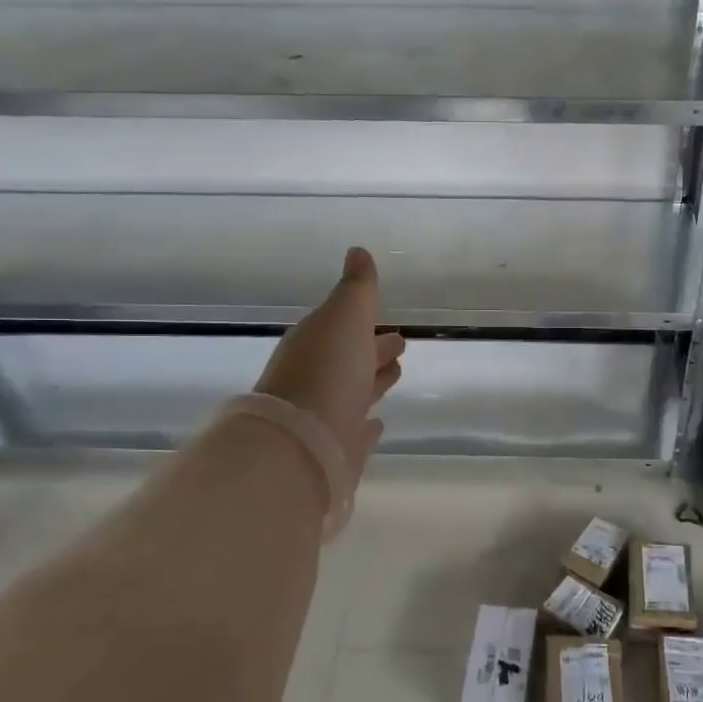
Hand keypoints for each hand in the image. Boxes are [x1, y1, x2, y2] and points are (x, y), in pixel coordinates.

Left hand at [254, 247, 404, 487]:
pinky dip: (367, 426)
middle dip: (373, 350)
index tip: (389, 322)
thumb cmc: (327, 370)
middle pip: (351, 360)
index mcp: (316, 344)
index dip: (365, 323)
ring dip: (374, 382)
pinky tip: (378, 424)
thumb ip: (356, 287)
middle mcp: (318, 379)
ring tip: (397, 374)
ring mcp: (327, 416)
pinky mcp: (338, 450)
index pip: (343, 329)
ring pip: (356, 392)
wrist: (302, 444)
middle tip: (400, 344)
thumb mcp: (345, 317)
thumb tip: (358, 251)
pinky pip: (357, 432)